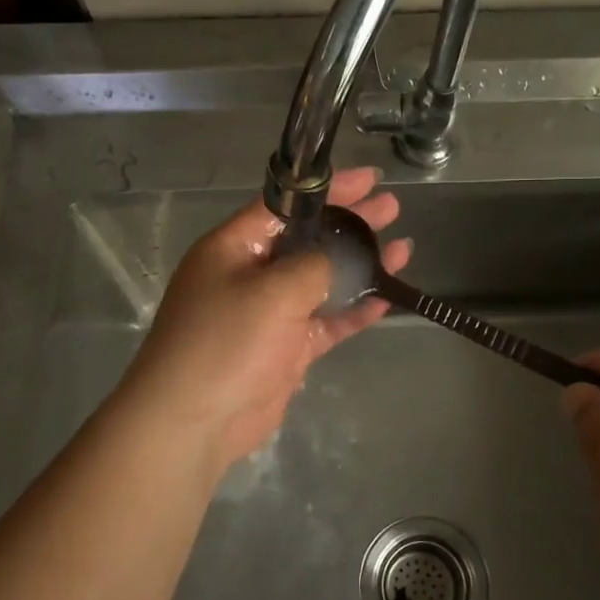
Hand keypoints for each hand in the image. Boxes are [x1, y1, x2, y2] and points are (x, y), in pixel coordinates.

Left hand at [120, 168, 411, 469]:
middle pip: (309, 239)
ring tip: (404, 248)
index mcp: (234, 246)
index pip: (286, 205)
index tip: (369, 179)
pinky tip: (388, 296)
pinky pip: (327, 320)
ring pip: (323, 280)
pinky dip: (355, 309)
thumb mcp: (272, 291)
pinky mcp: (286, 348)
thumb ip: (315, 266)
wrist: (195, 420)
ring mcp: (270, 312)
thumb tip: (343, 256)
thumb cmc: (225, 342)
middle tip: (392, 208)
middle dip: (351, 224)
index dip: (327, 189)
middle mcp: (251, 273)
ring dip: (361, 266)